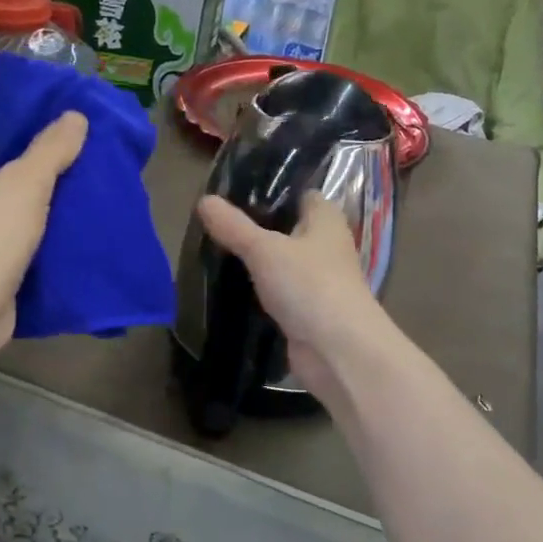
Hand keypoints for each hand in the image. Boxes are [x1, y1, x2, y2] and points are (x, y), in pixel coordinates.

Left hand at [0, 95, 86, 353]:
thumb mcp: (27, 184)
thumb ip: (52, 147)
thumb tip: (75, 116)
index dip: (15, 99)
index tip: (54, 99)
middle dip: (31, 140)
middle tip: (75, 133)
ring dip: (33, 178)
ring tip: (77, 166)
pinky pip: (2, 216)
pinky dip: (28, 210)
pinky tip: (63, 209)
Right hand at [195, 192, 387, 398]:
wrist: (338, 350)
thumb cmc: (309, 285)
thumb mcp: (264, 250)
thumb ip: (234, 226)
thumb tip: (204, 200)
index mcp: (326, 218)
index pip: (300, 193)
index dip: (271, 191)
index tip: (234, 191)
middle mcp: (326, 245)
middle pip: (288, 228)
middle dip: (256, 227)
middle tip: (215, 222)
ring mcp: (318, 280)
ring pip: (282, 262)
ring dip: (257, 261)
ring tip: (215, 251)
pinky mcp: (308, 310)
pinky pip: (280, 292)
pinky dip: (260, 290)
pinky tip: (231, 287)